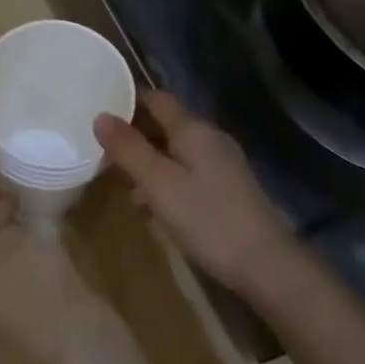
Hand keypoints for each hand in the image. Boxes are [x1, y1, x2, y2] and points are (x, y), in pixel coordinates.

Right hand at [94, 89, 298, 292]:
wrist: (265, 264)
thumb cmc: (206, 218)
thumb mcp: (158, 183)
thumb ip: (129, 148)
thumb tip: (100, 116)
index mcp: (193, 129)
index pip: (156, 99)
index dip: (127, 101)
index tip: (99, 113)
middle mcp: (210, 138)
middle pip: (166, 124)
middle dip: (134, 135)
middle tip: (102, 152)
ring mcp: (222, 163)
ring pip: (176, 150)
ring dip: (148, 161)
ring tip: (120, 181)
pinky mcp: (228, 188)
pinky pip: (188, 171)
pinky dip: (166, 179)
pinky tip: (151, 205)